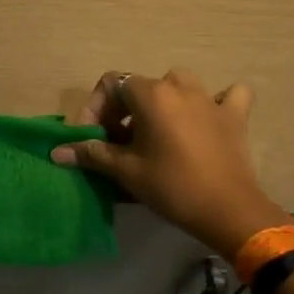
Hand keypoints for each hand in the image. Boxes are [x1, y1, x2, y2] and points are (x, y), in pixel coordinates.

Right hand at [52, 69, 285, 257]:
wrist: (228, 210)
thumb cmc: (171, 186)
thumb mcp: (125, 170)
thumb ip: (91, 153)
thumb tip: (57, 151)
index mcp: (151, 94)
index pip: (111, 84)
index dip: (95, 108)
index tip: (93, 136)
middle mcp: (179, 87)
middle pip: (141, 86)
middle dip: (123, 110)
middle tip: (117, 142)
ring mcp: (210, 99)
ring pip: (179, 84)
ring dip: (163, 100)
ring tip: (155, 129)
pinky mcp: (235, 116)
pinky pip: (227, 96)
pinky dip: (216, 101)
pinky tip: (208, 117)